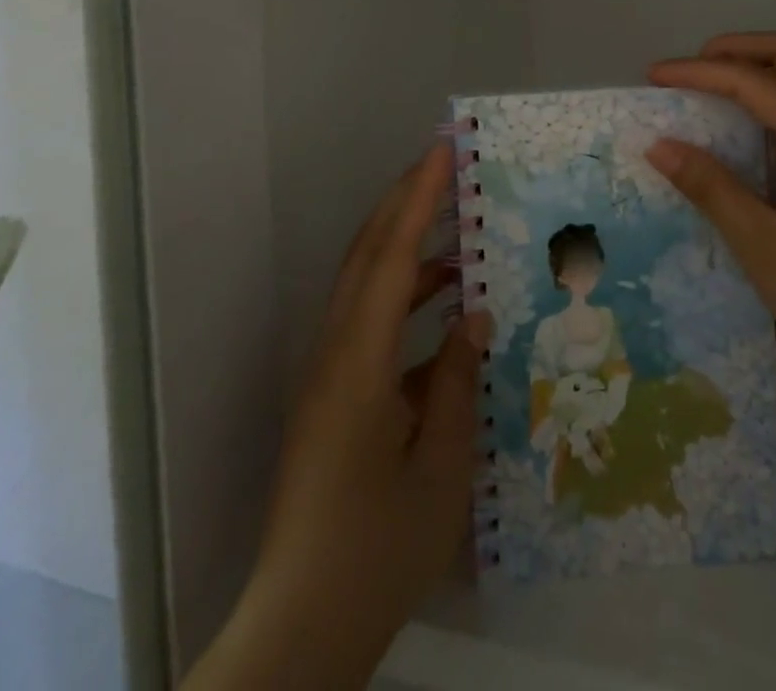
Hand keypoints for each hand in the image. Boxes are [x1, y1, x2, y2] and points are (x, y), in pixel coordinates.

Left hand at [187, 145, 487, 690]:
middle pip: (367, 256)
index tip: (442, 152)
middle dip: (404, 202)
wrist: (301, 624)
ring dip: (407, 248)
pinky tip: (446, 312)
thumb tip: (474, 316)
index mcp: (358, 362)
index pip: (392, 257)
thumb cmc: (378, 548)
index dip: (418, 199)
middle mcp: (334, 353)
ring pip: (365, 285)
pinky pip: (369, 323)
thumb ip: (457, 381)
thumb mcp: (440, 467)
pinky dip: (405, 299)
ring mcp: (328, 374)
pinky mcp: (332, 396)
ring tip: (458, 232)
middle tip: (445, 165)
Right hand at [646, 32, 775, 390]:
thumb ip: (711, 188)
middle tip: (689, 70)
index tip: (653, 76)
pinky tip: (752, 133)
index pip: (754, 80)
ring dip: (758, 70)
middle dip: (734, 49)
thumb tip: (659, 144)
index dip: (698, 72)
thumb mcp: (764, 246)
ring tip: (712, 92)